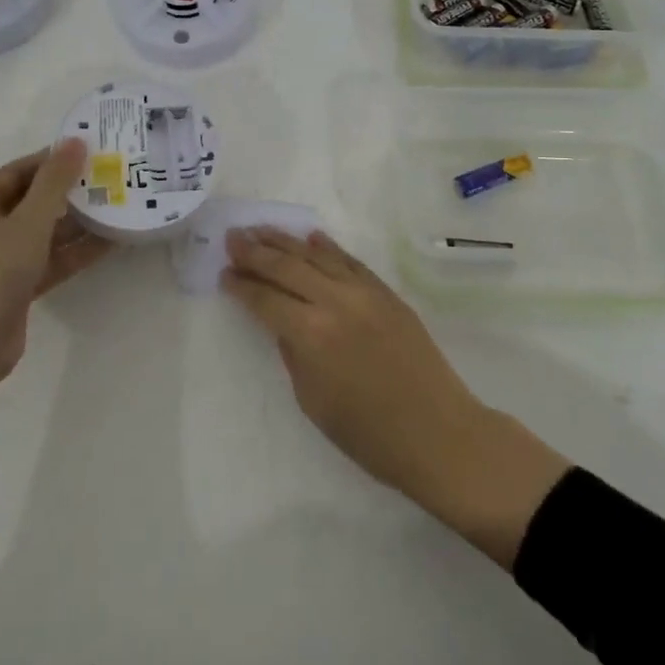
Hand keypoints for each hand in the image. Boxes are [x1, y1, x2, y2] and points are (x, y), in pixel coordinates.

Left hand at [0, 139, 112, 469]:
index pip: (19, 171)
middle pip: (32, 200)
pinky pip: (49, 261)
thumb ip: (53, 184)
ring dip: (77, 223)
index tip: (94, 150)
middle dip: (70, 191)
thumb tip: (75, 141)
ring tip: (119, 205)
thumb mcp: (25, 225)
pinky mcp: (15, 289)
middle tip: (113, 176)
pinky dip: (74, 252)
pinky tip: (110, 243)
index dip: (53, 159)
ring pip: (44, 232)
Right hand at [224, 227, 570, 566]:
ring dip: (285, 241)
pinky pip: (349, 261)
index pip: (265, 300)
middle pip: (286, 267)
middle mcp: (335, 302)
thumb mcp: (314, 401)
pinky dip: (327, 248)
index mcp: (311, 335)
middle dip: (255, 252)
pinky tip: (310, 237)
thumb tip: (282, 322)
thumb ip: (293, 353)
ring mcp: (364, 292)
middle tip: (232, 238)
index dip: (242, 286)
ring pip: (316, 256)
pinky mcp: (386, 292)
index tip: (224, 273)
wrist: (439, 434)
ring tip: (260, 229)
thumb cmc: (370, 434)